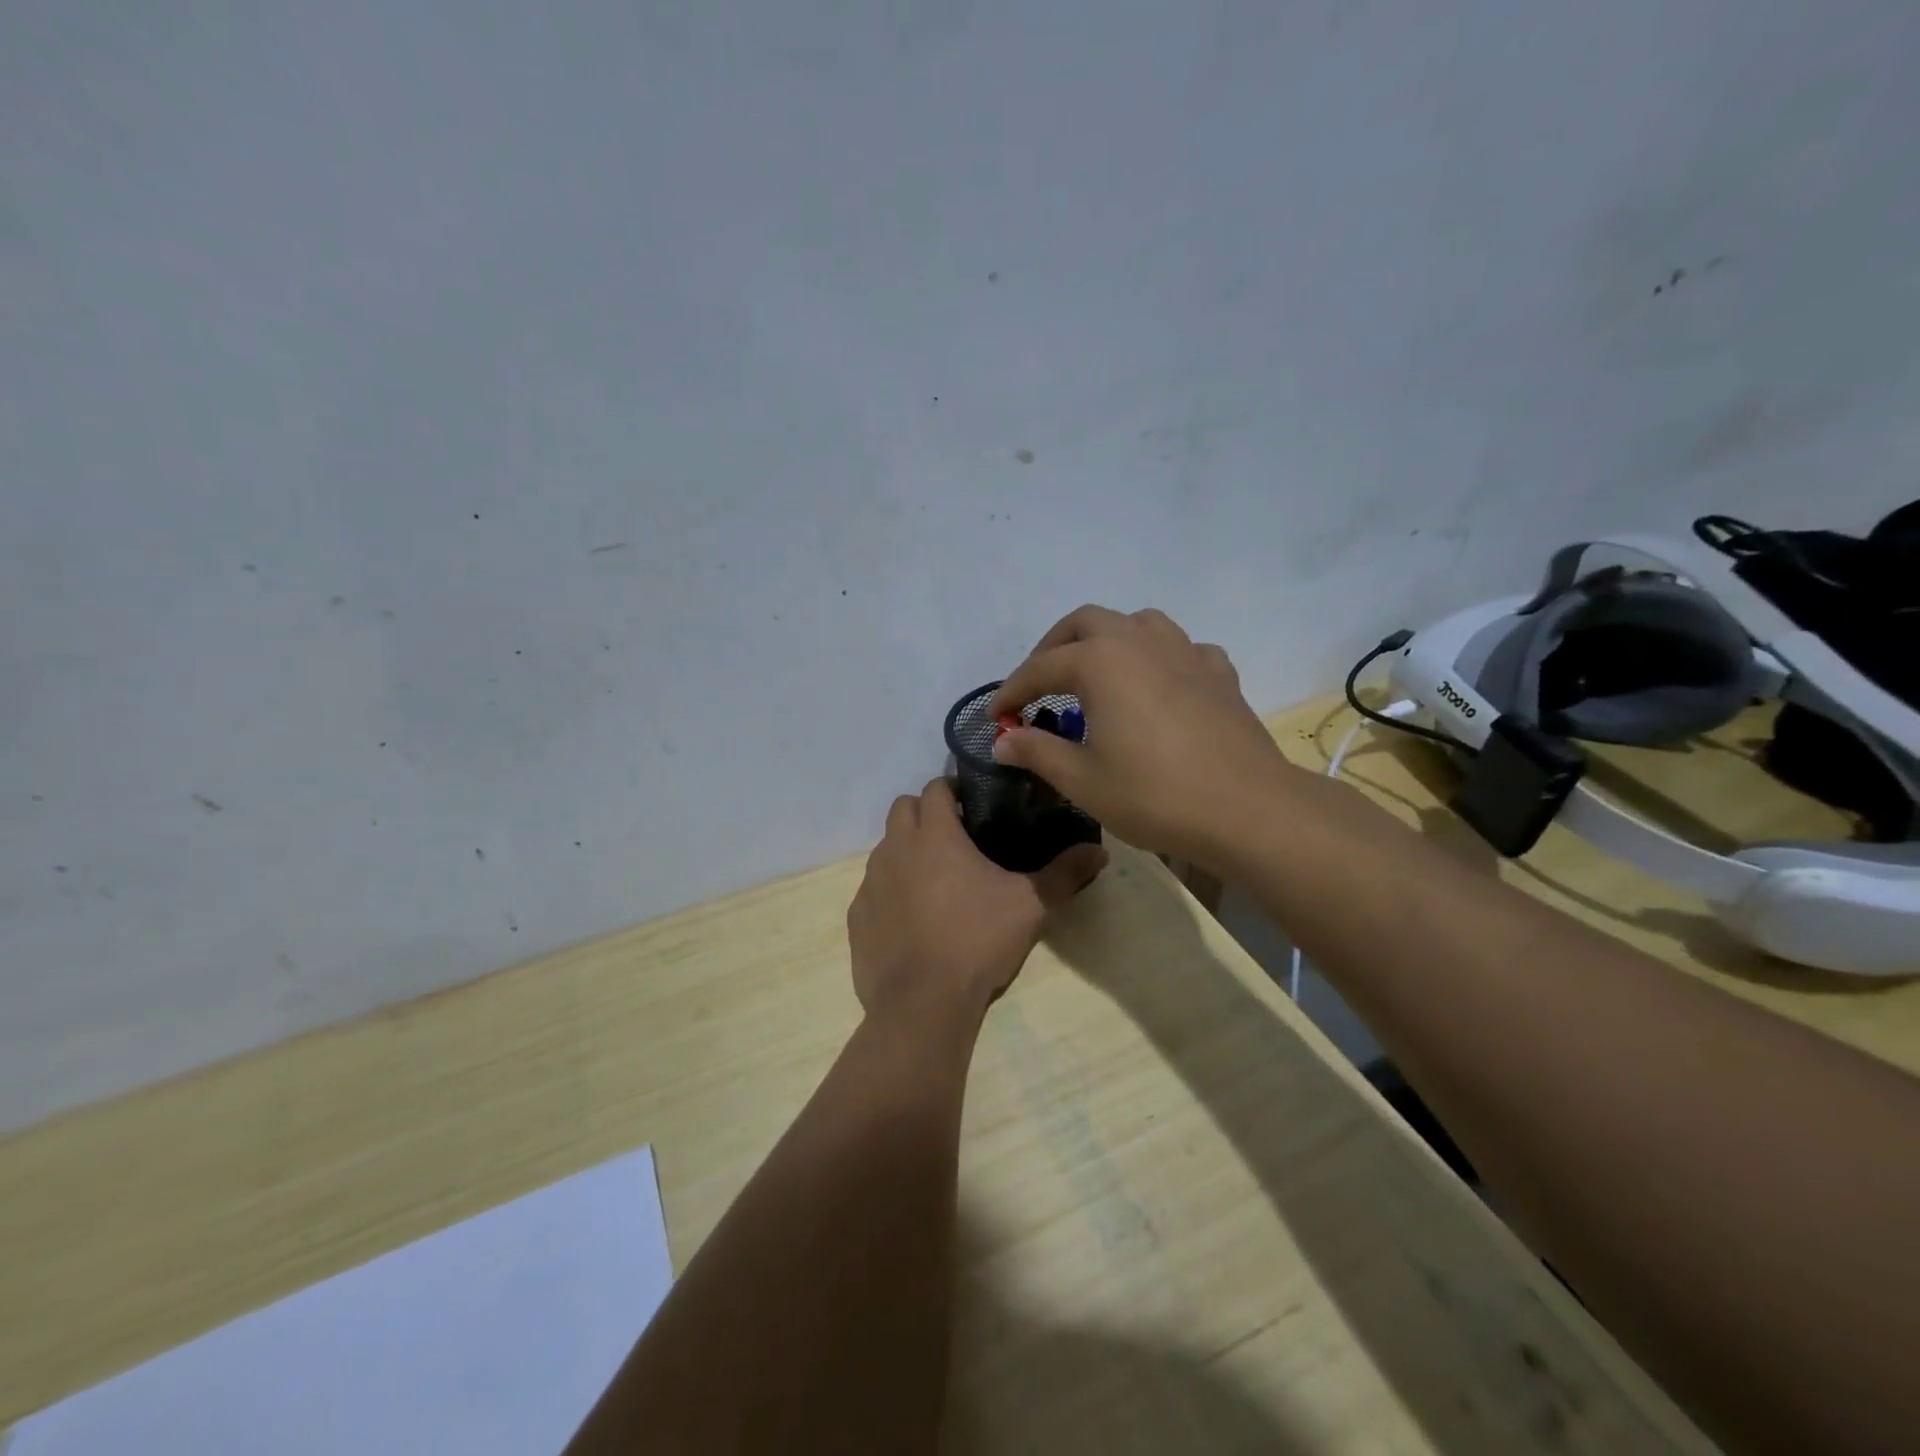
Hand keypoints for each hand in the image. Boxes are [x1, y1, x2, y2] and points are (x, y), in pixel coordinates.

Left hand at [848, 777, 1107, 1027]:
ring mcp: (871, 881)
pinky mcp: (857, 915)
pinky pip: (873, 888)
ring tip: (936, 880)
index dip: (953, 791)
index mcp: (935, 835)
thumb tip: (1100, 851)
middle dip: (925, 813)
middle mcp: (895, 848)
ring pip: (886, 847)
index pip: (935, 788)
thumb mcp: (1029, 906)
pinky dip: (891, 890)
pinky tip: (913, 919)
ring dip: (907, 850)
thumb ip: (1064, 873)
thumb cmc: (977, 941)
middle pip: (903, 808)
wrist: (921, 1003)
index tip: (974, 807)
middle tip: (956, 838)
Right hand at [988, 606, 1293, 864]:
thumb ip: (1037, 751)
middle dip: (1054, 648)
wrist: (1247, 809)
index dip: (1012, 691)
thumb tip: (1002, 739)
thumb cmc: (1154, 794)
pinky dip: (1158, 659)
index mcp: (1101, 661)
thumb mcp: (1082, 780)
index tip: (995, 716)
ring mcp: (1186, 652)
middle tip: (1040, 684)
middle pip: (1086, 623)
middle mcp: (1140, 641)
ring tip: (1096, 674)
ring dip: (1107, 640)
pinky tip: (1157, 686)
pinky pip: (1180, 649)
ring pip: (1137, 623)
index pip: (1041, 668)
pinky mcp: (1219, 672)